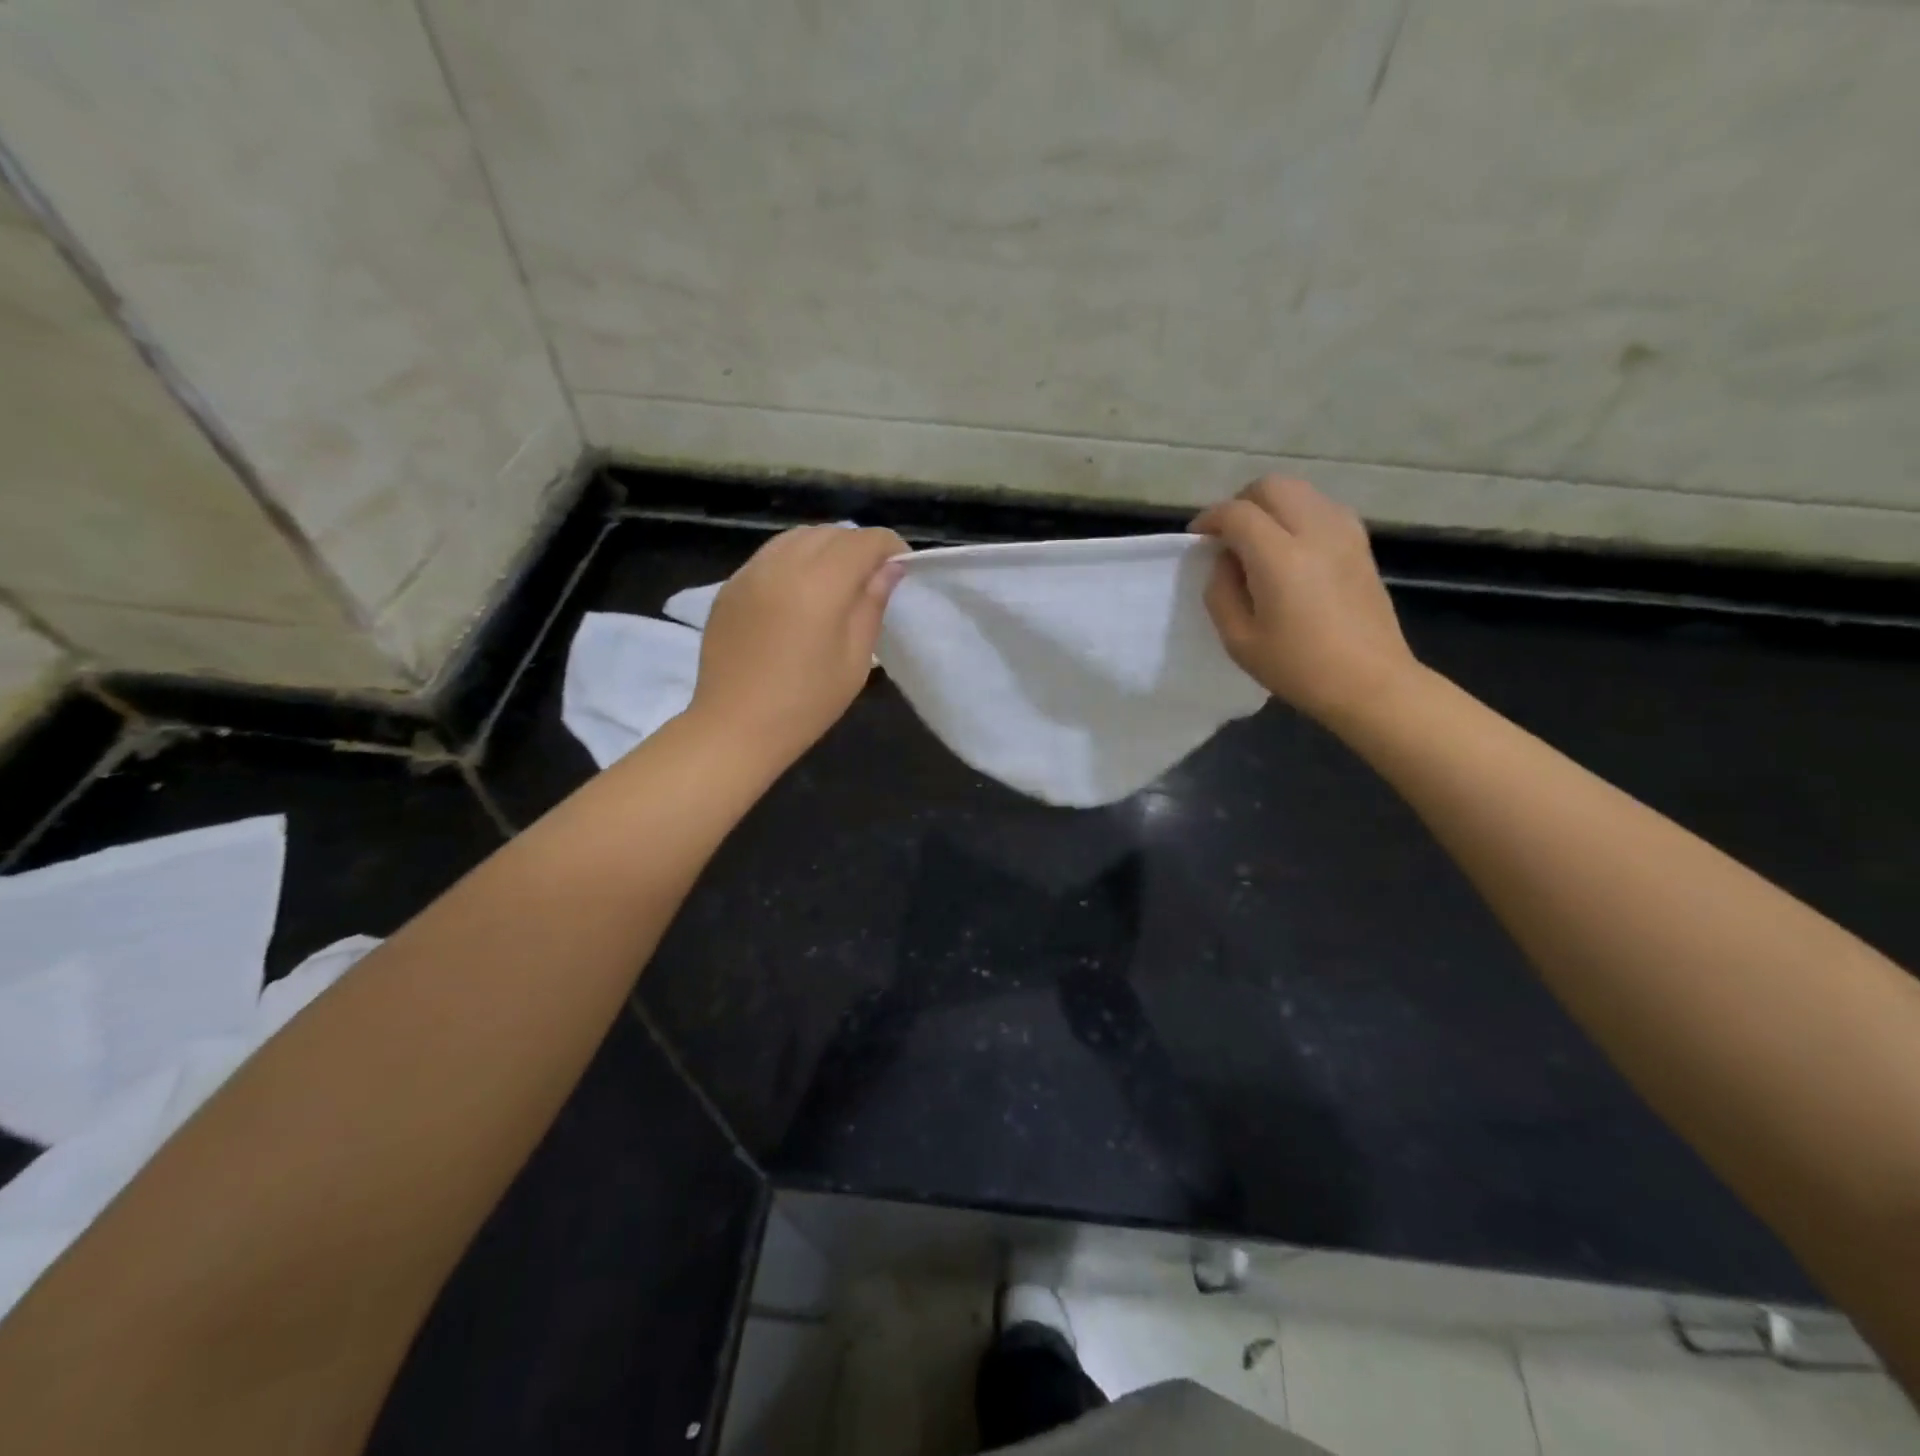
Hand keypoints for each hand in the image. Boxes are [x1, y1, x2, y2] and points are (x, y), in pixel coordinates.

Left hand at [690, 525, 908, 767]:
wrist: (735, 727)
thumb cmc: (806, 702)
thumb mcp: (855, 659)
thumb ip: (872, 605)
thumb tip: (888, 569)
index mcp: (819, 584)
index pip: (863, 541)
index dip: (889, 546)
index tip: (902, 566)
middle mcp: (782, 565)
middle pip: (830, 533)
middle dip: (858, 546)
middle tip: (872, 577)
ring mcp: (750, 573)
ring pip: (796, 538)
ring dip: (824, 548)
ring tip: (837, 580)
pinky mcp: (730, 586)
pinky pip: (770, 556)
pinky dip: (794, 560)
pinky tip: (799, 592)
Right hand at [1192, 476, 1416, 726]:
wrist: (1369, 682)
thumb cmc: (1298, 668)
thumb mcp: (1238, 640)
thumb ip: (1220, 592)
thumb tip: (1224, 561)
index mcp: (1280, 558)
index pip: (1237, 513)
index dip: (1210, 519)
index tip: (1197, 538)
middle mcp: (1315, 532)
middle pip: (1272, 486)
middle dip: (1241, 502)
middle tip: (1226, 533)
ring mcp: (1344, 533)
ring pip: (1301, 490)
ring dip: (1272, 505)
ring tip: (1258, 539)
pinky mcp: (1361, 543)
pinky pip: (1323, 507)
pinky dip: (1298, 513)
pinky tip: (1290, 547)